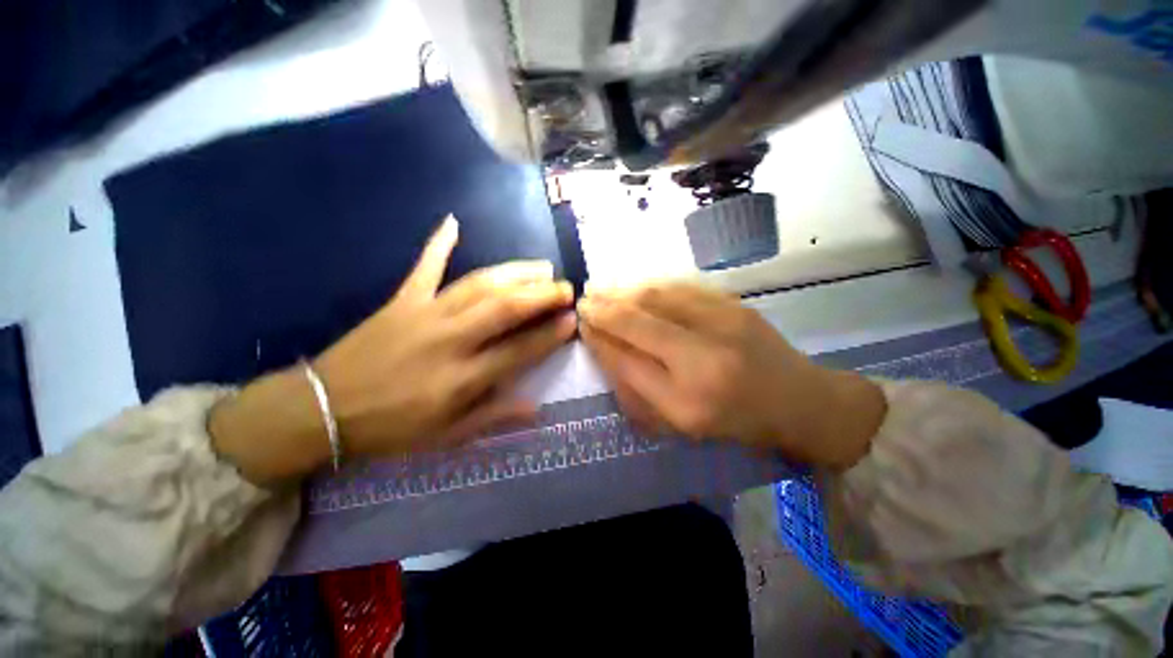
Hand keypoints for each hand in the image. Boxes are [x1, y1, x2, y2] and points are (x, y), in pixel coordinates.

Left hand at [210, 216, 576, 483]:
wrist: (321, 410)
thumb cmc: (390, 428)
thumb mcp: (447, 436)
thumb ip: (494, 417)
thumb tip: (536, 406)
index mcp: (462, 378)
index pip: (519, 350)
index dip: (549, 334)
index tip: (572, 319)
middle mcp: (450, 340)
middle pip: (504, 309)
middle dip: (541, 295)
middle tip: (565, 287)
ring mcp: (425, 314)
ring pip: (478, 285)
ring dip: (514, 273)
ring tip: (541, 267)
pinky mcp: (401, 301)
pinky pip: (424, 268)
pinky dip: (438, 244)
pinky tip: (452, 222)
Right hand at [577, 283, 885, 468]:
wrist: (799, 401)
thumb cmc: (735, 423)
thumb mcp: (680, 424)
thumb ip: (638, 390)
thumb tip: (606, 350)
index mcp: (685, 402)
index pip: (626, 362)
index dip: (600, 340)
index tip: (582, 327)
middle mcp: (701, 360)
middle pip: (638, 324)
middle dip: (604, 310)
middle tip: (583, 300)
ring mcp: (722, 325)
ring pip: (656, 298)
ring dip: (622, 291)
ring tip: (601, 289)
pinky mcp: (734, 305)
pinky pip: (681, 288)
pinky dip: (651, 285)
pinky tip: (635, 285)